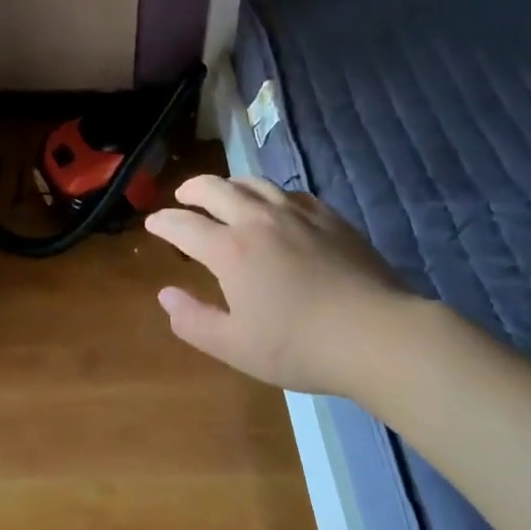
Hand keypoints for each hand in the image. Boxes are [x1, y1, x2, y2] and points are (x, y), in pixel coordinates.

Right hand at [144, 175, 410, 394]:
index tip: (153, 223)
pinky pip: (289, 193)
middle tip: (183, 196)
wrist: (376, 334)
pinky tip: (275, 206)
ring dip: (230, 184)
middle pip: (215, 188)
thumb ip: (194, 321)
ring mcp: (296, 213)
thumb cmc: (300, 346)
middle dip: (192, 189)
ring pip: (253, 183)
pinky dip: (270, 194)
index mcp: (230, 250)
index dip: (164, 222)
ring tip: (224, 192)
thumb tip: (166, 295)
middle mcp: (257, 220)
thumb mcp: (236, 347)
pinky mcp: (328, 217)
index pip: (184, 225)